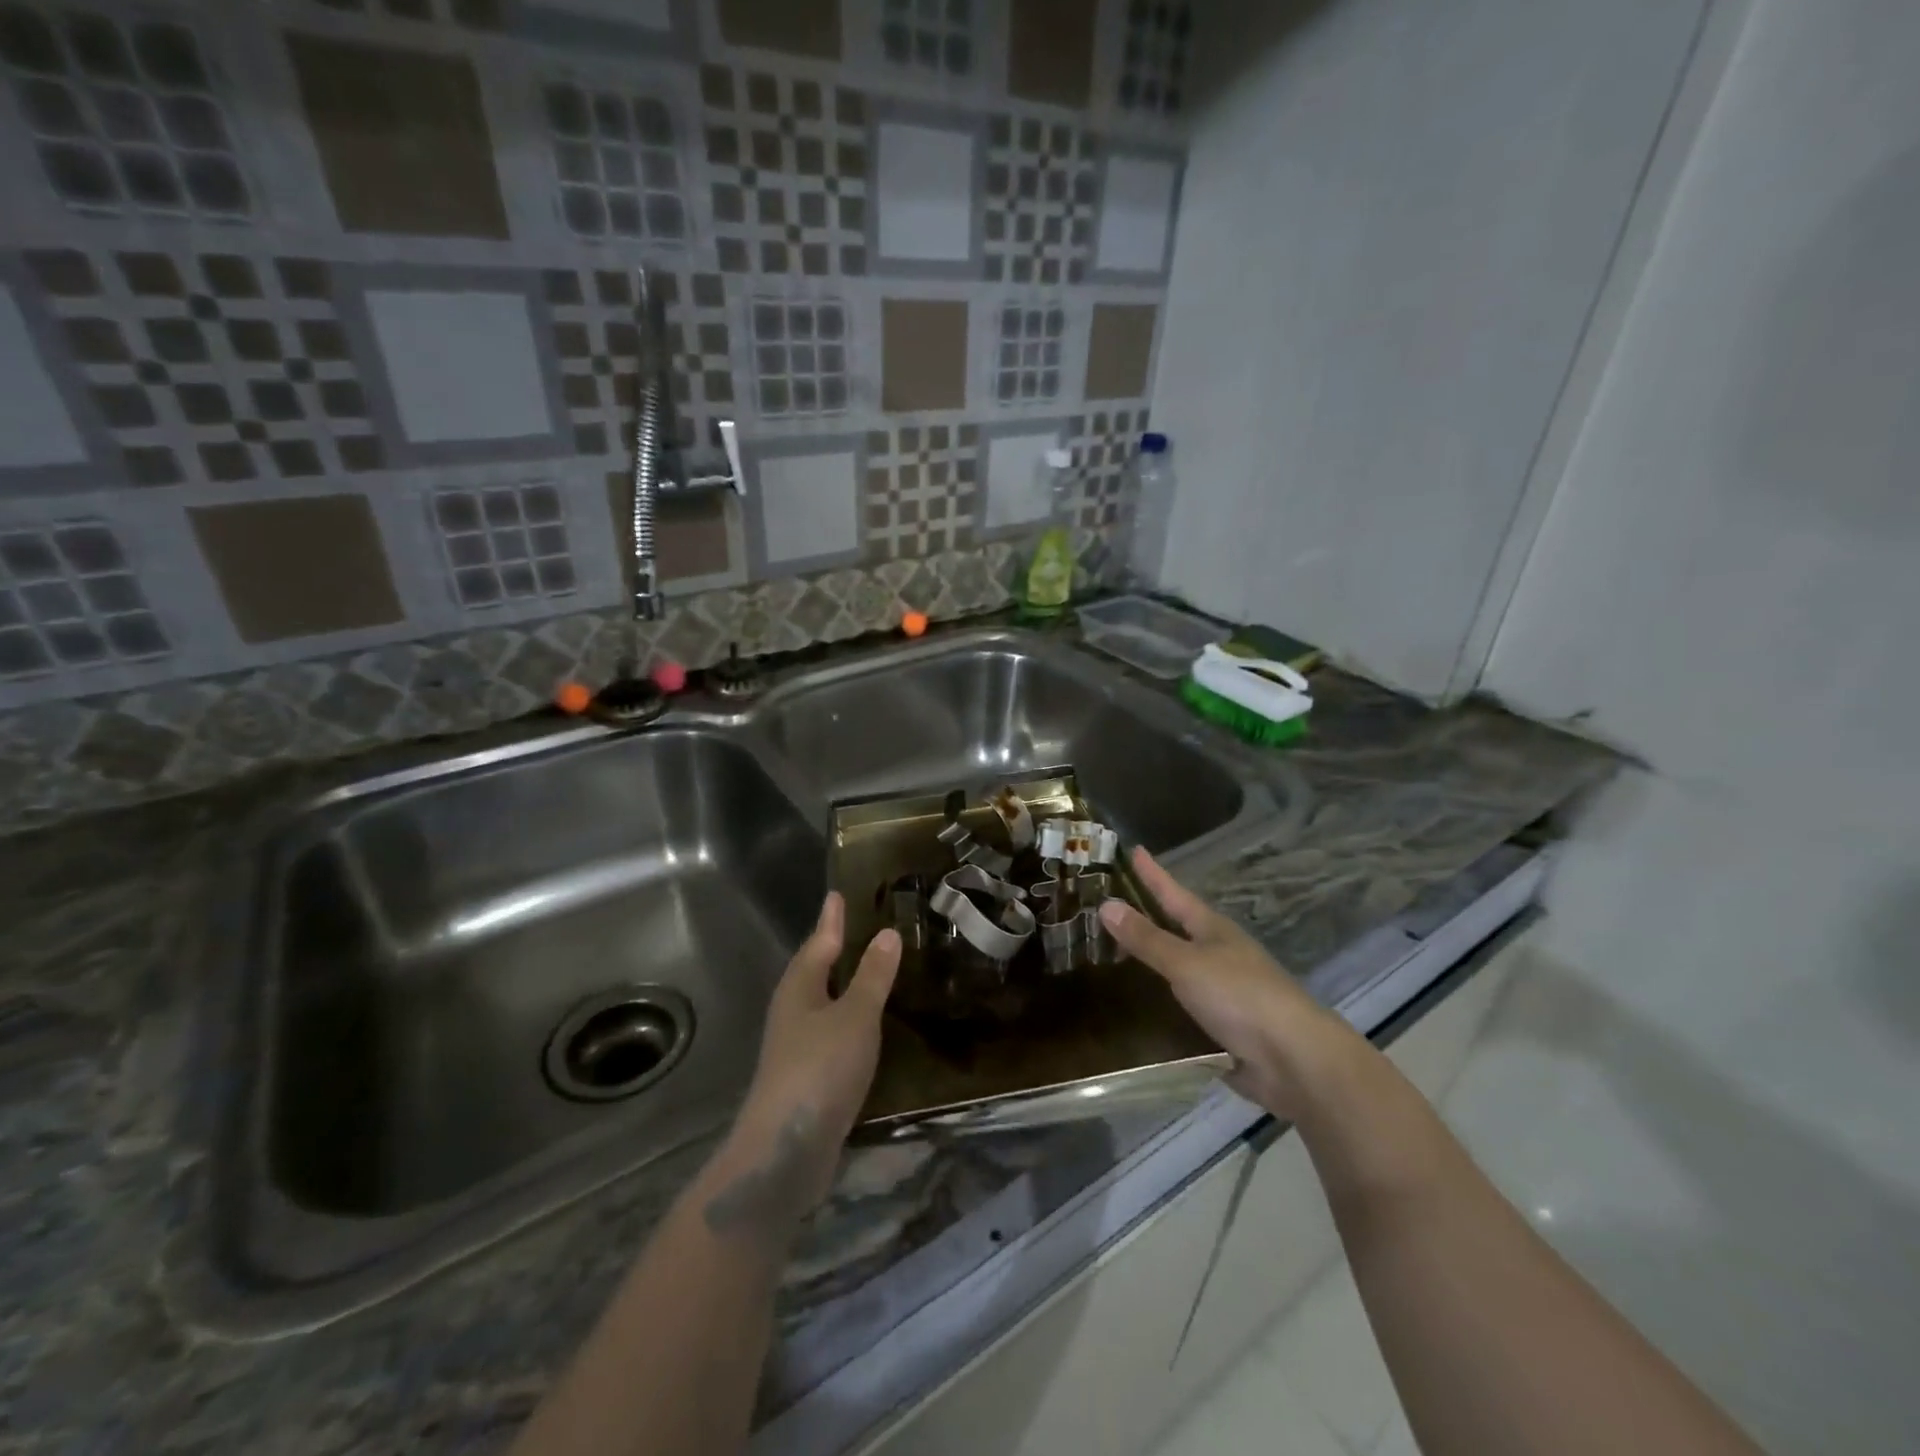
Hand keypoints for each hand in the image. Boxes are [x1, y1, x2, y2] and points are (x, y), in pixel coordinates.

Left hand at [727, 894, 899, 1214]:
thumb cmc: (820, 1069)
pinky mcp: (806, 1076)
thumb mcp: (856, 1016)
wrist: (785, 1150)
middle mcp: (793, 1011)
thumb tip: (887, 932)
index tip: (837, 894)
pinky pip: (830, 1031)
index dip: (831, 919)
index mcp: (800, 988)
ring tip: (866, 969)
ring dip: (842, 984)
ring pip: (822, 1002)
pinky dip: (848, 1018)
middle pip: (814, 970)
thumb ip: (873, 976)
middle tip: (855, 925)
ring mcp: (796, 1046)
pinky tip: (864, 1026)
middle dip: (833, 948)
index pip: (819, 942)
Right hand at [1098, 847, 1358, 1119]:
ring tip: (1110, 955)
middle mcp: (1217, 955)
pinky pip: (1179, 1006)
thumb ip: (1147, 938)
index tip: (1133, 849)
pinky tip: (1135, 1006)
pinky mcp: (1220, 1026)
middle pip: (1174, 928)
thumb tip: (1105, 904)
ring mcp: (1221, 991)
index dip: (1152, 873)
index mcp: (1212, 930)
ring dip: (1148, 961)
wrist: (1294, 1059)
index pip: (1173, 893)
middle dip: (1144, 917)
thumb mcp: (1186, 963)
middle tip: (1106, 907)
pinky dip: (1157, 1001)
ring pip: (1176, 968)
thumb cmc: (1239, 996)